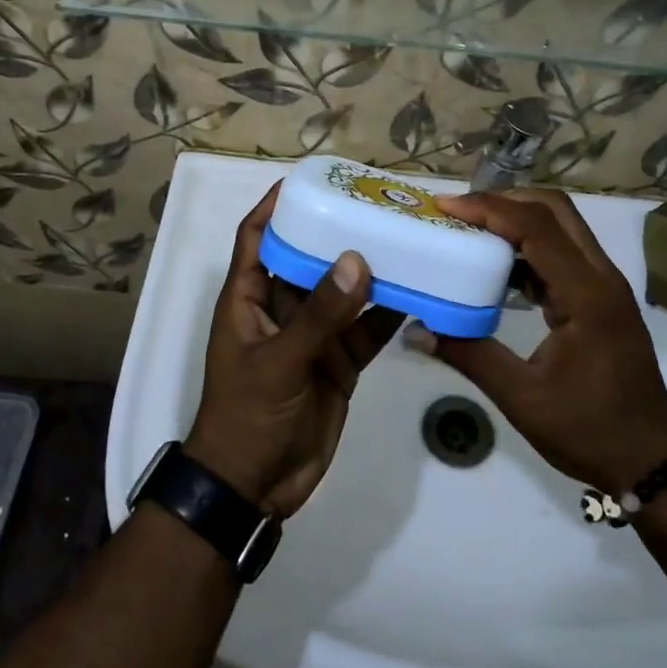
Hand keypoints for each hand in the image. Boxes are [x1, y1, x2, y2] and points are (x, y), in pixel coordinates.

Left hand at [185, 184, 404, 516]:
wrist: (254, 487)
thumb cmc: (248, 415)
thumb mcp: (279, 361)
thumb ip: (319, 315)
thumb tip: (356, 259)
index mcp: (249, 298)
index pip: (257, 236)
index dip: (275, 205)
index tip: (308, 180)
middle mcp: (281, 308)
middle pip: (308, 256)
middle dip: (336, 231)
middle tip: (374, 204)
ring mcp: (313, 336)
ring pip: (343, 291)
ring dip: (369, 269)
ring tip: (405, 238)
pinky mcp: (338, 363)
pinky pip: (366, 329)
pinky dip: (388, 312)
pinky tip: (418, 290)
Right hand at [407, 188, 666, 492]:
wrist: (652, 463)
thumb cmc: (589, 431)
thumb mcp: (521, 397)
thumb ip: (468, 355)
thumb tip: (415, 330)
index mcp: (587, 295)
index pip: (535, 228)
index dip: (488, 209)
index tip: (445, 206)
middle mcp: (601, 278)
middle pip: (555, 210)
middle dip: (504, 200)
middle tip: (458, 212)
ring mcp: (605, 286)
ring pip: (561, 227)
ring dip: (517, 220)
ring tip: (470, 230)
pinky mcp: (601, 299)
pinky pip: (563, 253)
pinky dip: (528, 247)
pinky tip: (496, 268)